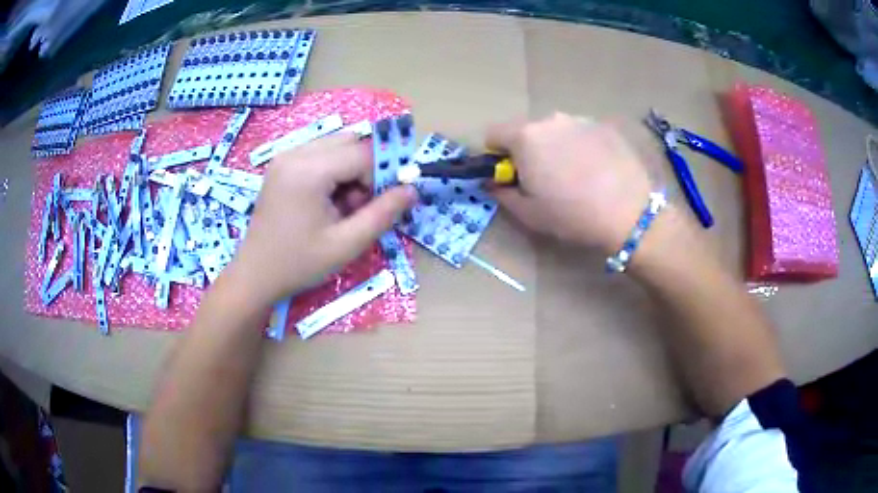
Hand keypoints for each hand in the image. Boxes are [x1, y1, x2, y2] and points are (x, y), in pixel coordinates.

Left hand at [226, 133, 416, 306]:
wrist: (255, 275)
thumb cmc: (299, 264)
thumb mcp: (347, 244)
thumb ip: (383, 214)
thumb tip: (412, 189)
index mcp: (308, 171)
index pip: (362, 154)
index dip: (383, 174)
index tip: (386, 203)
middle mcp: (295, 153)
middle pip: (350, 142)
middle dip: (365, 170)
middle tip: (360, 206)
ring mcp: (285, 156)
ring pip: (336, 145)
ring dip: (350, 170)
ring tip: (342, 207)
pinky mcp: (282, 164)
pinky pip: (320, 154)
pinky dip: (334, 171)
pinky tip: (326, 201)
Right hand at [487, 113, 653, 252]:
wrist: (630, 213)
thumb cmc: (572, 215)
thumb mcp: (529, 214)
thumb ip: (502, 193)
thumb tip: (493, 182)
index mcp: (525, 137)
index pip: (493, 133)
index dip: (496, 155)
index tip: (511, 175)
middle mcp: (550, 120)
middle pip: (526, 131)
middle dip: (528, 151)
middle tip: (546, 180)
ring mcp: (580, 120)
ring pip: (555, 131)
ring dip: (556, 147)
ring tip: (577, 176)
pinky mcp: (605, 127)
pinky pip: (581, 133)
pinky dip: (581, 147)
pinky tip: (598, 171)